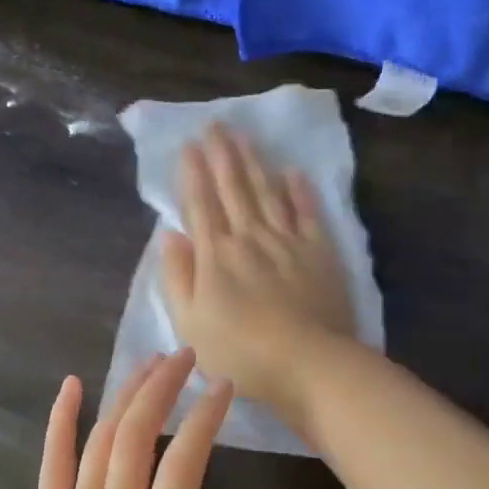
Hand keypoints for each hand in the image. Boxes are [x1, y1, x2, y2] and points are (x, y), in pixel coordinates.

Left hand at [0, 351, 239, 488]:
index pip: (184, 462)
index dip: (205, 417)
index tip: (223, 387)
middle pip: (138, 434)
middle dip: (163, 386)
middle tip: (185, 357)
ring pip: (101, 437)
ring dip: (127, 393)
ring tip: (149, 362)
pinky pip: (52, 460)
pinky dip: (61, 418)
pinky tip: (72, 384)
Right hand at [161, 123, 357, 407]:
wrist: (308, 365)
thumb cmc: (240, 353)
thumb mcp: (190, 323)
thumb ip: (178, 277)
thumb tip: (169, 235)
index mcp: (215, 255)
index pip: (201, 204)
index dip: (193, 173)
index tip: (189, 145)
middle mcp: (250, 237)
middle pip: (234, 188)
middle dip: (222, 154)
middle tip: (215, 124)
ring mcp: (288, 241)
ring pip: (267, 192)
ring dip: (254, 162)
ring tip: (244, 135)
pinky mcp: (320, 252)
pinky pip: (307, 212)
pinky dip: (299, 191)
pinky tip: (293, 172)